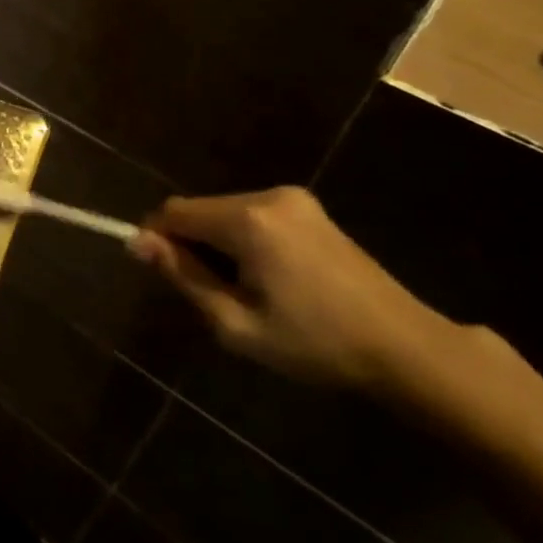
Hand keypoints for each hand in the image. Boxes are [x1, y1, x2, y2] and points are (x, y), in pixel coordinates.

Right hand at [132, 186, 448, 389]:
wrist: (404, 346)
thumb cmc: (314, 342)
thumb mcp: (235, 322)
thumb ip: (183, 276)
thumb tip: (138, 242)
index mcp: (248, 220)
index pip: (174, 211)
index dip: (156, 237)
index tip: (162, 274)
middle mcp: (268, 196)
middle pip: (200, 210)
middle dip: (191, 244)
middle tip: (212, 294)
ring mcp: (294, 199)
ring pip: (226, 212)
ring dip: (218, 244)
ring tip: (245, 291)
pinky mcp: (311, 209)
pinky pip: (253, 215)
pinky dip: (244, 240)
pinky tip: (269, 277)